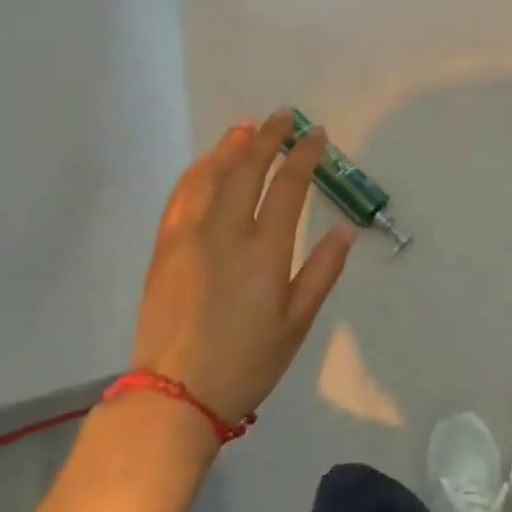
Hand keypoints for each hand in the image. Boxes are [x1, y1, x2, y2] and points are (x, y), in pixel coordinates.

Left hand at [131, 110, 357, 426]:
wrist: (174, 395)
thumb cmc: (246, 363)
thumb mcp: (296, 324)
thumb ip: (322, 272)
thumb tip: (345, 229)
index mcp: (265, 252)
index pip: (289, 187)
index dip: (304, 156)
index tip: (316, 134)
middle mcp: (226, 233)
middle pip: (248, 170)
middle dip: (267, 138)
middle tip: (282, 116)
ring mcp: (190, 237)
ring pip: (210, 176)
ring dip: (229, 147)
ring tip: (244, 127)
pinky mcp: (165, 248)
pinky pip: (182, 197)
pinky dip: (197, 172)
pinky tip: (206, 164)